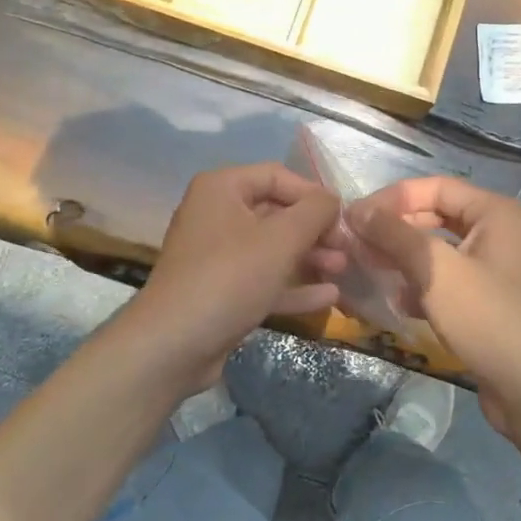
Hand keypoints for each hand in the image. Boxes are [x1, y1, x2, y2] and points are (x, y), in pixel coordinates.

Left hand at [131, 164, 343, 388]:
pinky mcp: (220, 290)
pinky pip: (262, 278)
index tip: (343, 217)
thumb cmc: (230, 277)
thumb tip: (333, 199)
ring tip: (342, 270)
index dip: (313, 193)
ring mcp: (216, 255)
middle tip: (346, 248)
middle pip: (275, 212)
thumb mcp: (281, 239)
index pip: (277, 176)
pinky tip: (328, 296)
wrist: (174, 344)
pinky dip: (292, 285)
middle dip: (314, 230)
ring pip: (271, 248)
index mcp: (222, 188)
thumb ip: (314, 212)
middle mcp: (215, 214)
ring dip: (308, 257)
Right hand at [349, 177, 520, 430]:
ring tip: (369, 269)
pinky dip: (423, 284)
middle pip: (436, 216)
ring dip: (404, 257)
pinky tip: (400, 302)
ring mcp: (497, 268)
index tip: (355, 217)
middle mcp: (499, 232)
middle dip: (396, 229)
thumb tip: (357, 211)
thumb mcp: (436, 270)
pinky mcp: (490, 300)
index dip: (392, 198)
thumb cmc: (488, 317)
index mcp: (495, 212)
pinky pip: (449, 279)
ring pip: (440, 250)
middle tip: (356, 243)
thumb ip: (395, 235)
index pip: (434, 187)